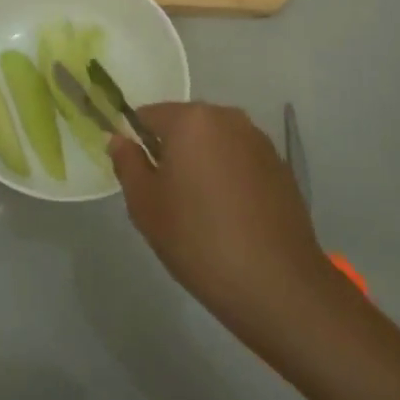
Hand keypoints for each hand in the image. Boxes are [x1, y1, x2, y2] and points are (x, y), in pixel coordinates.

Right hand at [109, 102, 329, 333]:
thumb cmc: (198, 239)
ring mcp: (259, 140)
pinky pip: (240, 160)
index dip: (136, 142)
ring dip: (201, 163)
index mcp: (191, 119)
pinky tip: (230, 216)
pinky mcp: (280, 167)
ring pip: (214, 143)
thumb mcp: (145, 204)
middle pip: (184, 125)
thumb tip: (118, 138)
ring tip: (199, 210)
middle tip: (165, 197)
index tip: (138, 178)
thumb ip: (127, 163)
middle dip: (171, 152)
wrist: (276, 284)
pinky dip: (228, 177)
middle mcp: (228, 117)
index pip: (148, 115)